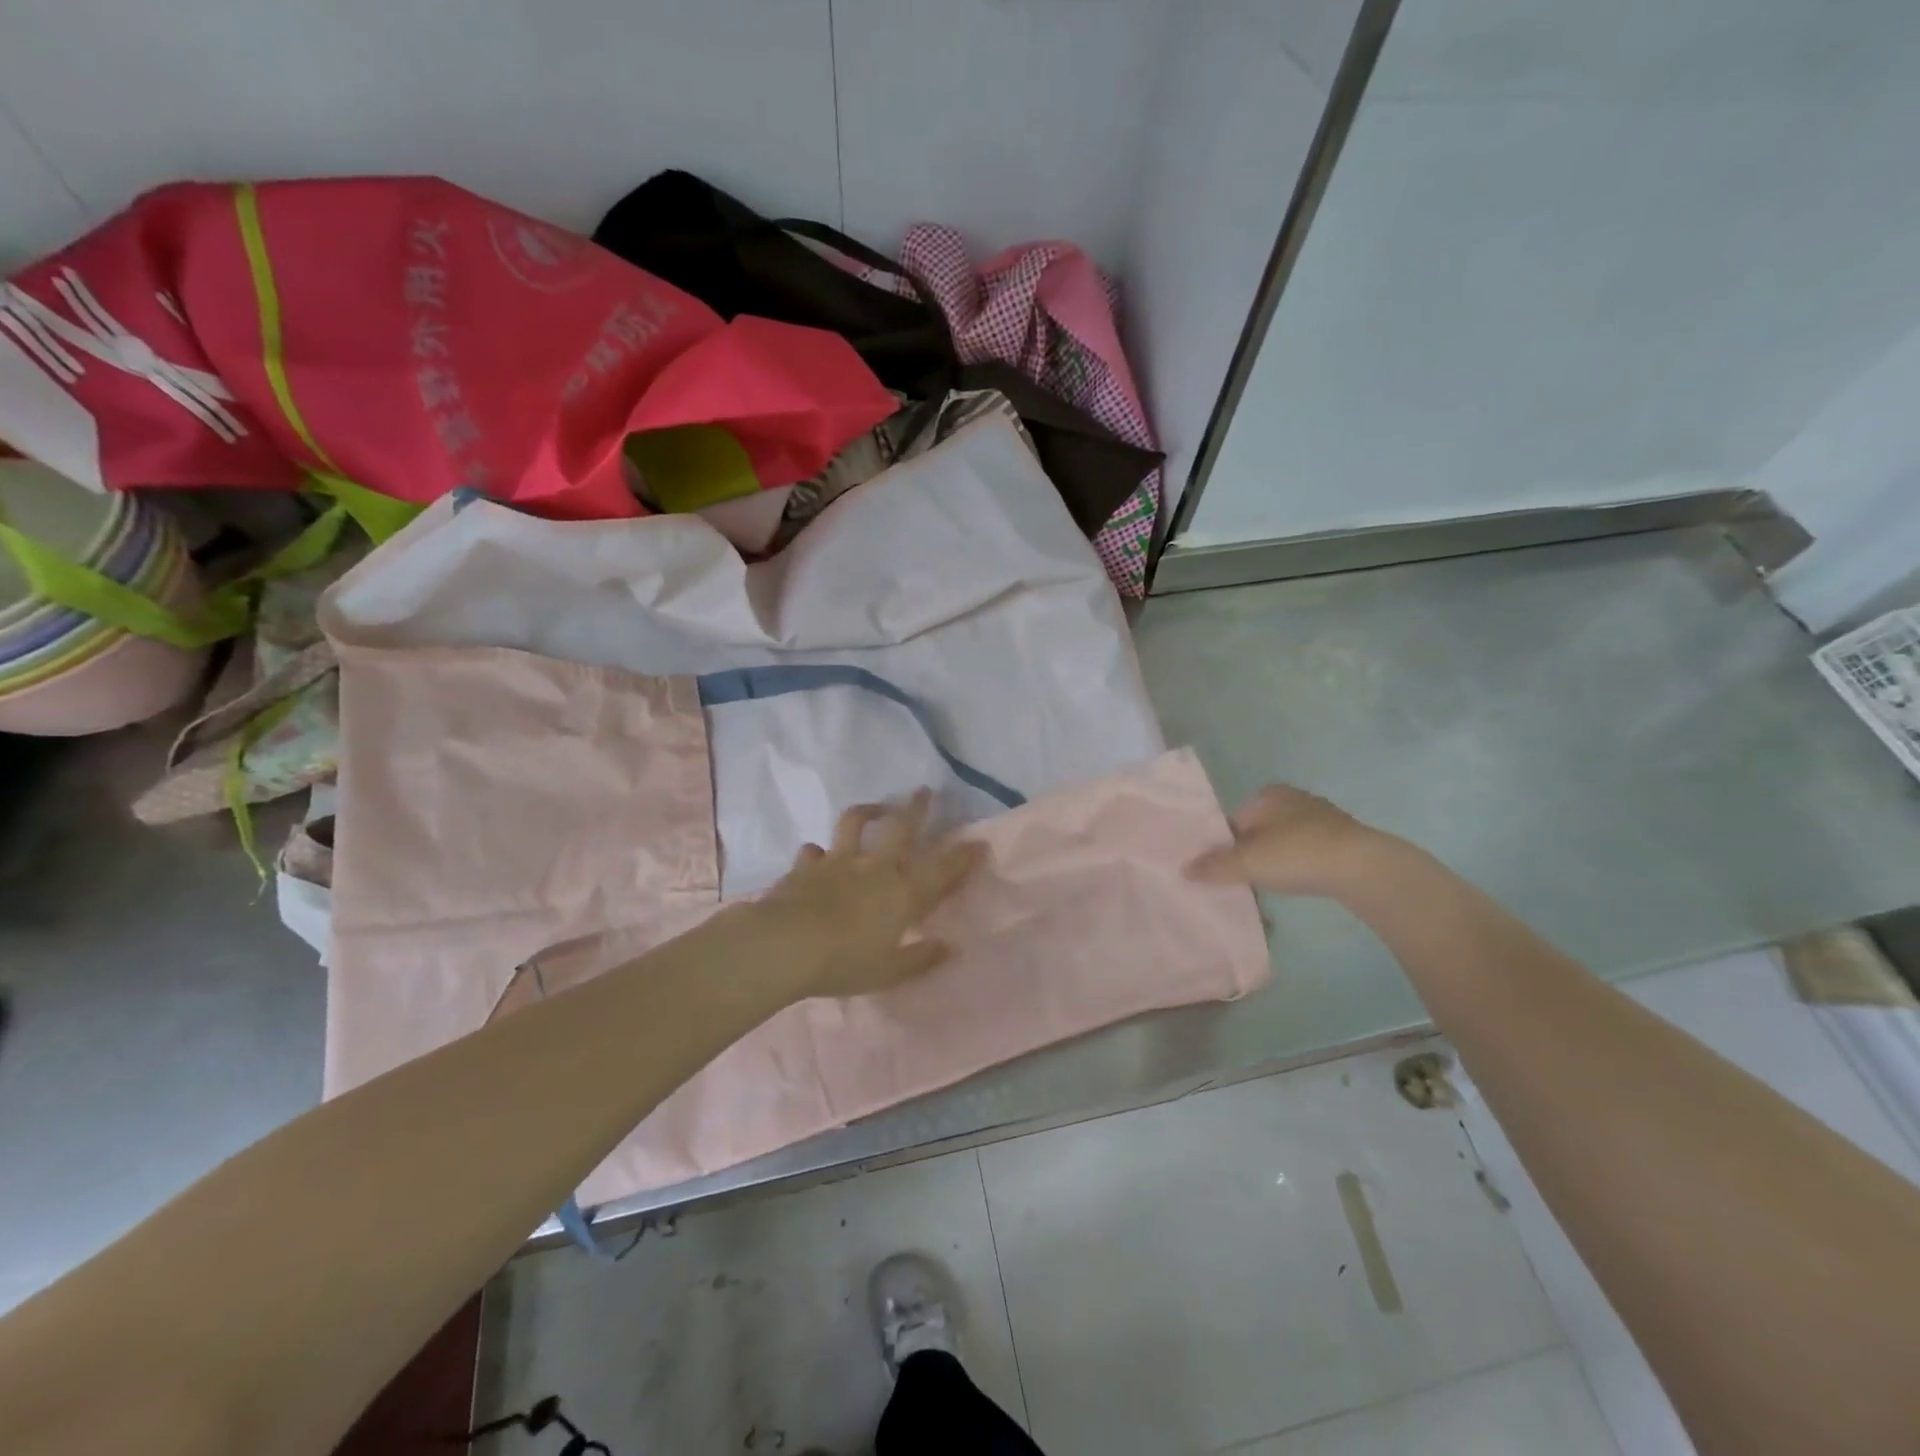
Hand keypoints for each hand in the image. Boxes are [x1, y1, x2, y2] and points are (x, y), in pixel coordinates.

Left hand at [758, 790, 987, 999]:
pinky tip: (817, 855)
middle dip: (916, 808)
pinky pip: (814, 851)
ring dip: (868, 811)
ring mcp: (839, 861)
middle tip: (924, 791)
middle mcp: (875, 868)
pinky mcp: (806, 865)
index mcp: (902, 893)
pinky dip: (818, 852)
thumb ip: (920, 959)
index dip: (962, 857)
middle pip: (901, 828)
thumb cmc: (844, 962)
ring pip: (855, 823)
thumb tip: (949, 948)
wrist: (786, 944)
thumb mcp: (889, 971)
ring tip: (875, 808)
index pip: (941, 871)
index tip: (978, 843)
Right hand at [1186, 784, 1393, 897]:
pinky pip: (1305, 853)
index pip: (1232, 820)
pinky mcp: (1341, 839)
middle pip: (1256, 832)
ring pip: (1281, 843)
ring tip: (1266, 889)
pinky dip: (1296, 868)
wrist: (1362, 867)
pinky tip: (1296, 885)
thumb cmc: (1297, 854)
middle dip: (1247, 856)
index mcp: (1266, 794)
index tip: (1219, 872)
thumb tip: (1183, 870)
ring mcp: (1320, 817)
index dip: (1222, 847)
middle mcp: (1292, 798)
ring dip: (1272, 864)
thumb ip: (1214, 866)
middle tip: (1240, 883)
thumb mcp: (1247, 862)